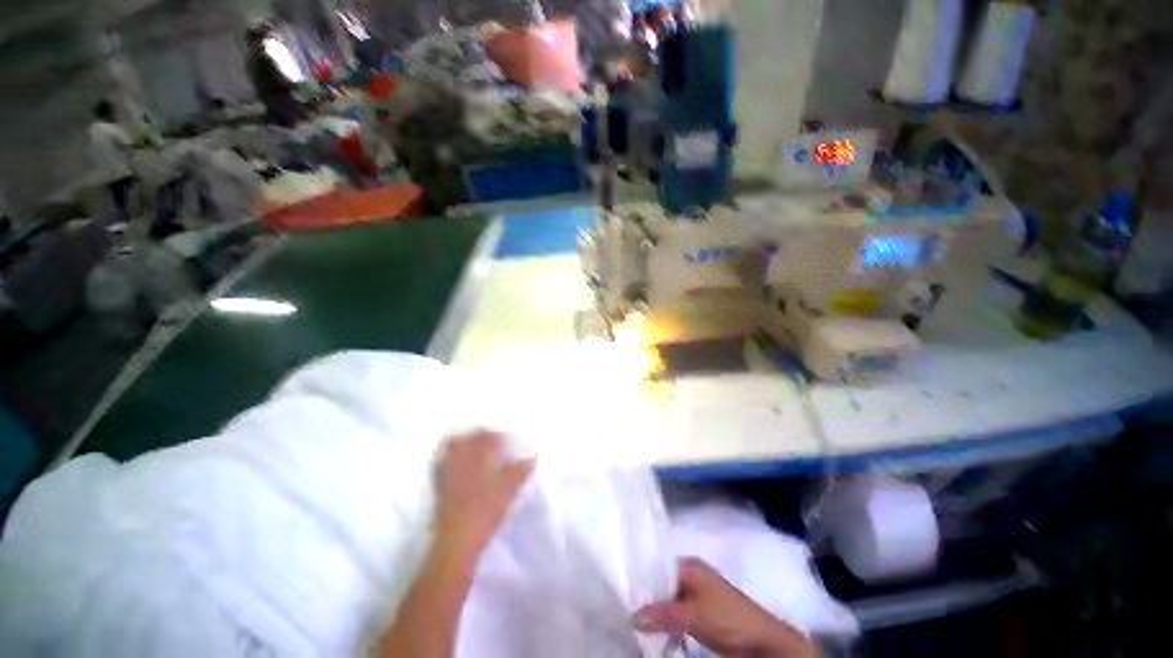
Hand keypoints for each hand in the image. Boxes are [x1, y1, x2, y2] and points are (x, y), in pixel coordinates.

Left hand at [434, 431, 534, 565]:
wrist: (458, 539)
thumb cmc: (487, 511)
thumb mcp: (510, 490)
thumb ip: (522, 470)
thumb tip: (534, 456)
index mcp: (479, 455)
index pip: (489, 436)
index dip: (499, 436)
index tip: (507, 440)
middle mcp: (461, 457)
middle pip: (468, 437)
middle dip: (480, 436)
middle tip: (492, 443)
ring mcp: (447, 470)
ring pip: (452, 446)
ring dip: (463, 443)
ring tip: (474, 449)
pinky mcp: (438, 484)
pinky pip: (442, 462)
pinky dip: (450, 457)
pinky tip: (458, 465)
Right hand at [636, 558, 813, 657]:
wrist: (762, 641)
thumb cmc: (727, 618)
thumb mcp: (692, 616)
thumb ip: (662, 614)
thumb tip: (631, 615)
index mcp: (689, 566)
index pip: (657, 565)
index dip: (641, 577)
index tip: (622, 590)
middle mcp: (691, 575)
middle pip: (661, 581)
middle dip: (646, 595)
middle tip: (625, 607)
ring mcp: (697, 594)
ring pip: (667, 597)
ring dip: (655, 609)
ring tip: (634, 618)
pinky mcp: (701, 612)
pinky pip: (676, 611)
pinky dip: (665, 619)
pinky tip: (653, 628)